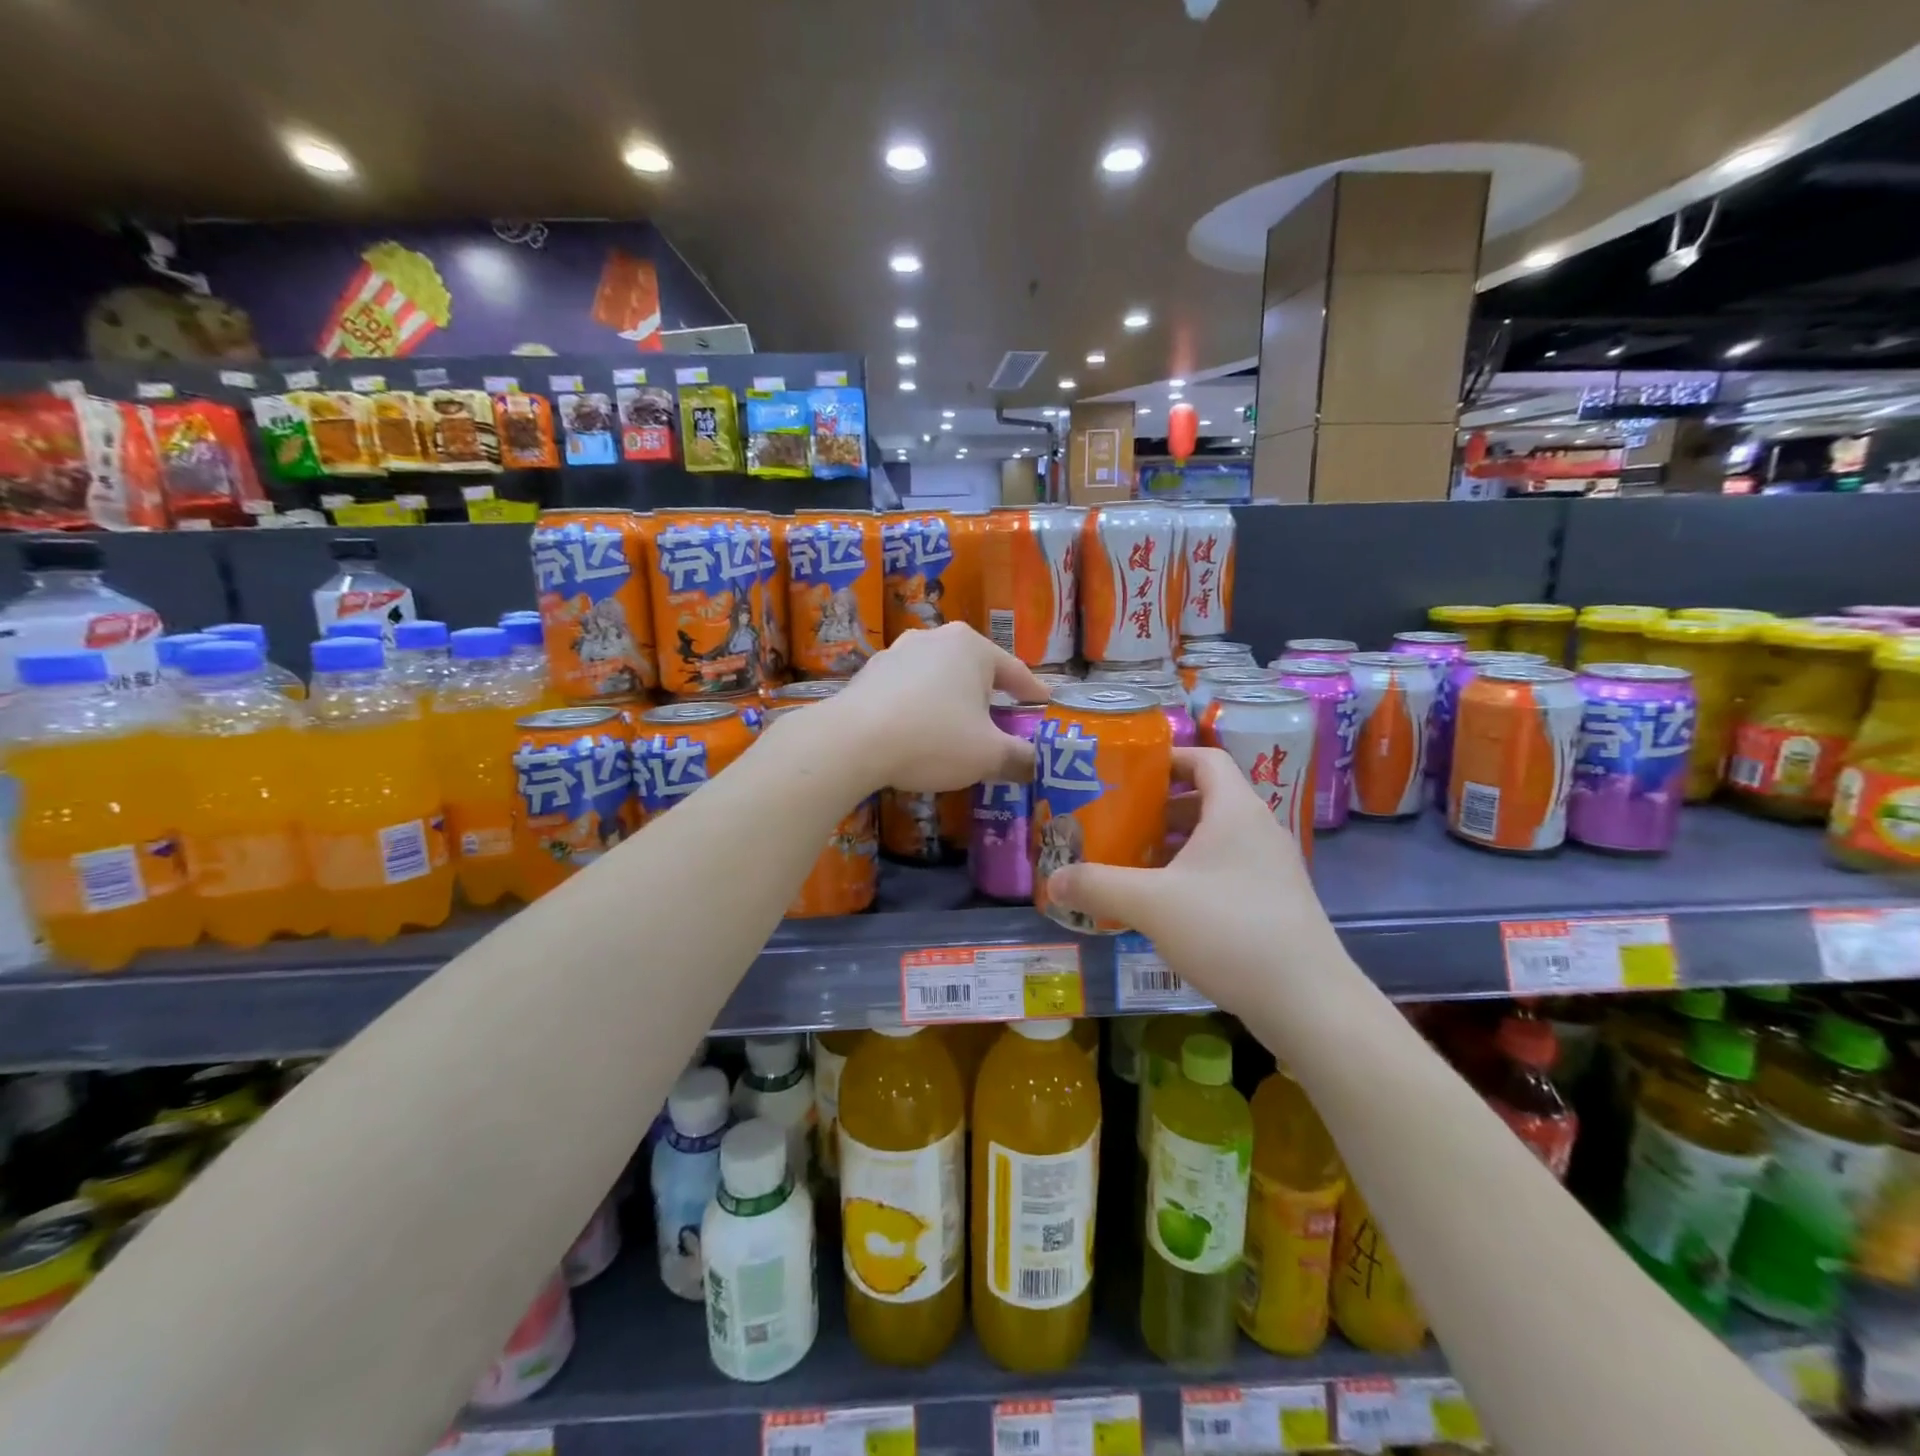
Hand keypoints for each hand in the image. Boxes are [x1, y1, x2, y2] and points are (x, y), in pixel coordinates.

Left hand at [823, 623, 1049, 793]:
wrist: (851, 741)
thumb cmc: (933, 738)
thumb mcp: (988, 755)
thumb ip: (1019, 758)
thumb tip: (1036, 765)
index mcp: (971, 647)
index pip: (1014, 671)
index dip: (1033, 693)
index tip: (1044, 705)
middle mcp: (935, 638)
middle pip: (974, 671)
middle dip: (989, 697)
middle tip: (1002, 723)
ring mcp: (897, 652)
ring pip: (938, 679)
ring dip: (952, 702)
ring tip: (957, 730)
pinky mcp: (869, 673)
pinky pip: (908, 691)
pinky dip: (920, 708)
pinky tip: (918, 733)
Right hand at [1043, 747, 1338, 1015]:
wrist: (1308, 1001)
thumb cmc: (1228, 930)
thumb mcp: (1151, 903)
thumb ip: (1097, 886)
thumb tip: (1052, 880)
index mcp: (1235, 810)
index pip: (1205, 758)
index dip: (1167, 759)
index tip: (1128, 775)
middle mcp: (1259, 829)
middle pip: (1206, 798)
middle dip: (1159, 808)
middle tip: (1119, 823)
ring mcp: (1272, 868)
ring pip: (1216, 839)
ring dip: (1175, 845)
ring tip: (1133, 863)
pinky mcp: (1275, 902)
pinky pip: (1227, 870)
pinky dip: (1194, 874)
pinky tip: (1165, 906)